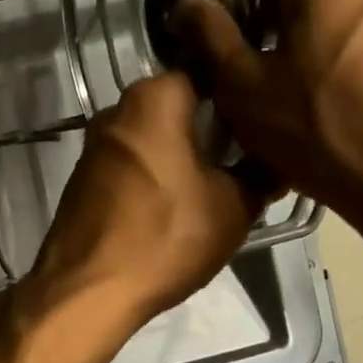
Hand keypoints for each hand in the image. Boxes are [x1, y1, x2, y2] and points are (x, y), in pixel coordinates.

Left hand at [24, 71, 271, 328]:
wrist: (88, 288)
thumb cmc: (166, 238)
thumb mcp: (234, 206)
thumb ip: (261, 172)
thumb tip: (280, 159)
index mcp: (153, 99)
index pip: (206, 73)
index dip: (238, 94)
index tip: (263, 118)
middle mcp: (116, 111)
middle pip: (175, 104)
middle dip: (208, 126)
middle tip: (244, 155)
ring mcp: (93, 145)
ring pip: (151, 134)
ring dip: (179, 151)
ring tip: (214, 182)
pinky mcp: (82, 176)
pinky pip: (129, 160)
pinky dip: (152, 170)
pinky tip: (172, 201)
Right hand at [170, 0, 362, 219]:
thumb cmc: (318, 129)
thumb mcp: (243, 86)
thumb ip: (210, 35)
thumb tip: (187, 2)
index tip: (219, 29)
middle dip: (269, 18)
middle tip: (246, 70)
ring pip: (335, 16)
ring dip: (305, 42)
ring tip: (287, 95)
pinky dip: (339, 62)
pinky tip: (328, 108)